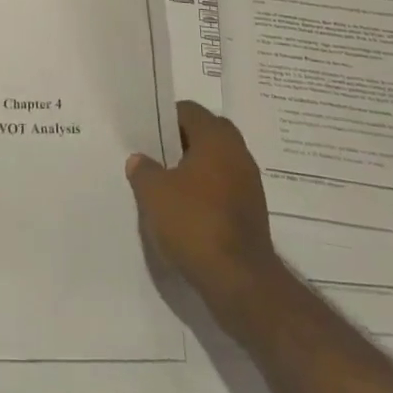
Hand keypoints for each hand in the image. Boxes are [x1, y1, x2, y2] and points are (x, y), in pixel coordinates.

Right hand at [127, 101, 281, 322]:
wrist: (241, 281)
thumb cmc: (195, 223)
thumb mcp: (154, 193)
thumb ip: (143, 170)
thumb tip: (139, 160)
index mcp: (216, 138)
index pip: (188, 111)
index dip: (165, 119)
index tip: (146, 135)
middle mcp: (238, 153)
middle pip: (205, 134)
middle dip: (180, 143)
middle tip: (155, 157)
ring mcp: (249, 183)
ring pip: (216, 162)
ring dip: (194, 170)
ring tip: (166, 186)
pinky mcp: (252, 212)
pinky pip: (224, 188)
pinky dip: (206, 193)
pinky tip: (186, 211)